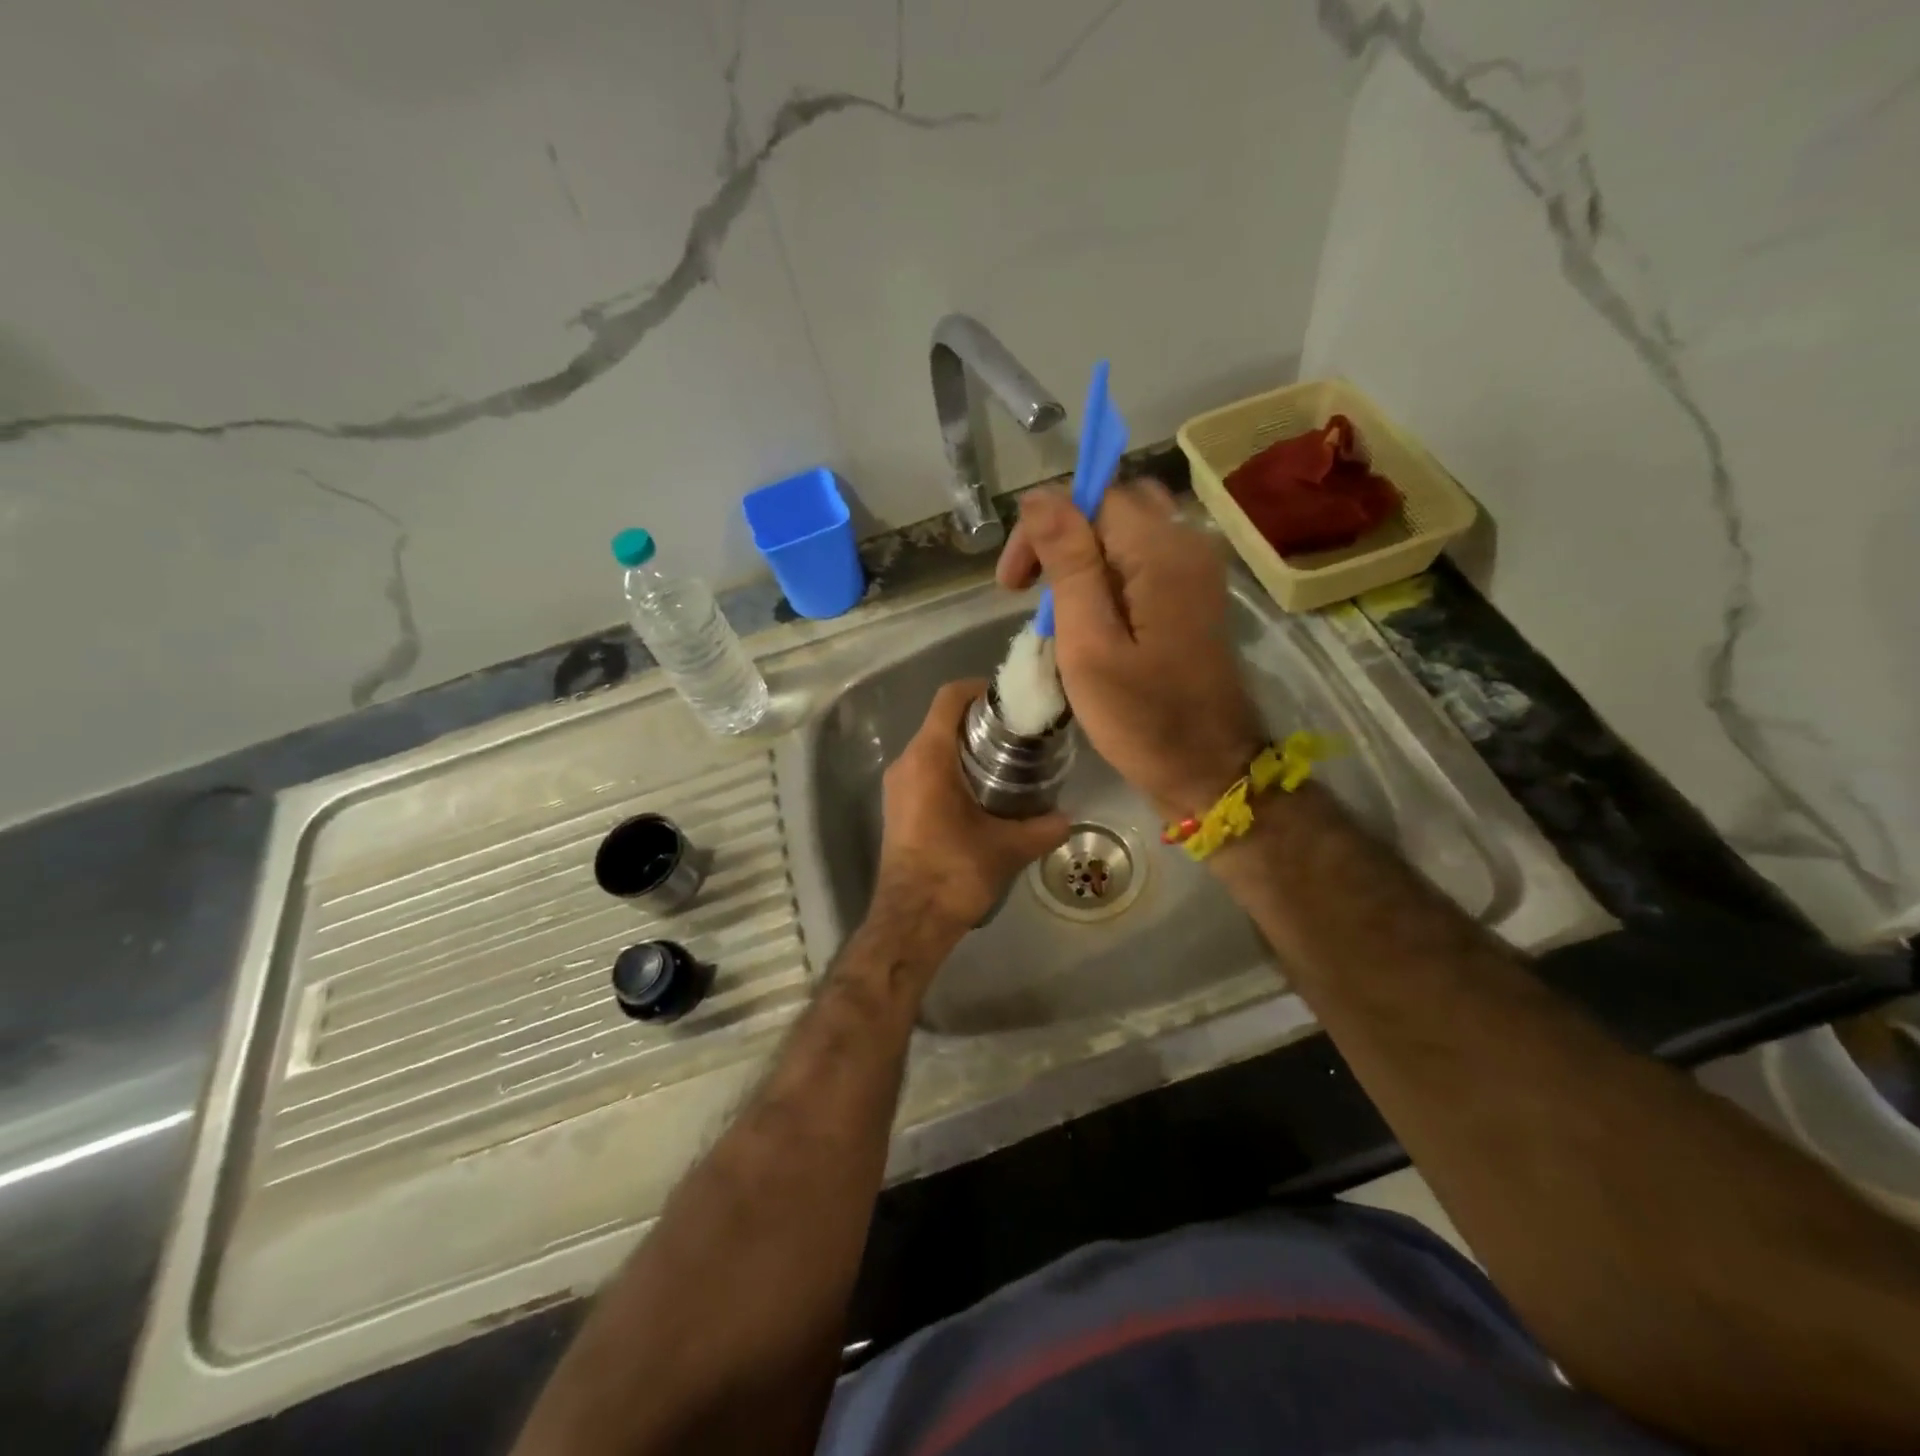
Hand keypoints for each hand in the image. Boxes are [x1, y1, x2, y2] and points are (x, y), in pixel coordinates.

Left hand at [873, 680, 1069, 937]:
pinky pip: (924, 769)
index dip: (979, 688)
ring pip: (932, 746)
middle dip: (979, 720)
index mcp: (928, 758)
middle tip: (1019, 732)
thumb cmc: (955, 872)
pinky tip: (982, 789)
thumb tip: (1069, 818)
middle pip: (941, 720)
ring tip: (1006, 759)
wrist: (911, 919)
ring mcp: (897, 785)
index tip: (1010, 700)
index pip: (949, 699)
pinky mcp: (897, 805)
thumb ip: (1043, 827)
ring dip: (965, 745)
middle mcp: (906, 762)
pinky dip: (951, 767)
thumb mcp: (1007, 848)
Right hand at [997, 479, 1264, 818]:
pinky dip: (1106, 578)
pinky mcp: (1192, 595)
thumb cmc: (1142, 717)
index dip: (1043, 528)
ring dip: (1080, 560)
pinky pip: (1141, 561)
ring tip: (1053, 611)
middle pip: (1111, 508)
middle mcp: (1187, 544)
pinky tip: (1088, 619)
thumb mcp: (1090, 644)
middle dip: (1060, 539)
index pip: (1092, 497)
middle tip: (1027, 591)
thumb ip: (1068, 565)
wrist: (1208, 768)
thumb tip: (1039, 497)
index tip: (1013, 585)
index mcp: (1162, 551)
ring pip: (1125, 534)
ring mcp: (1195, 570)